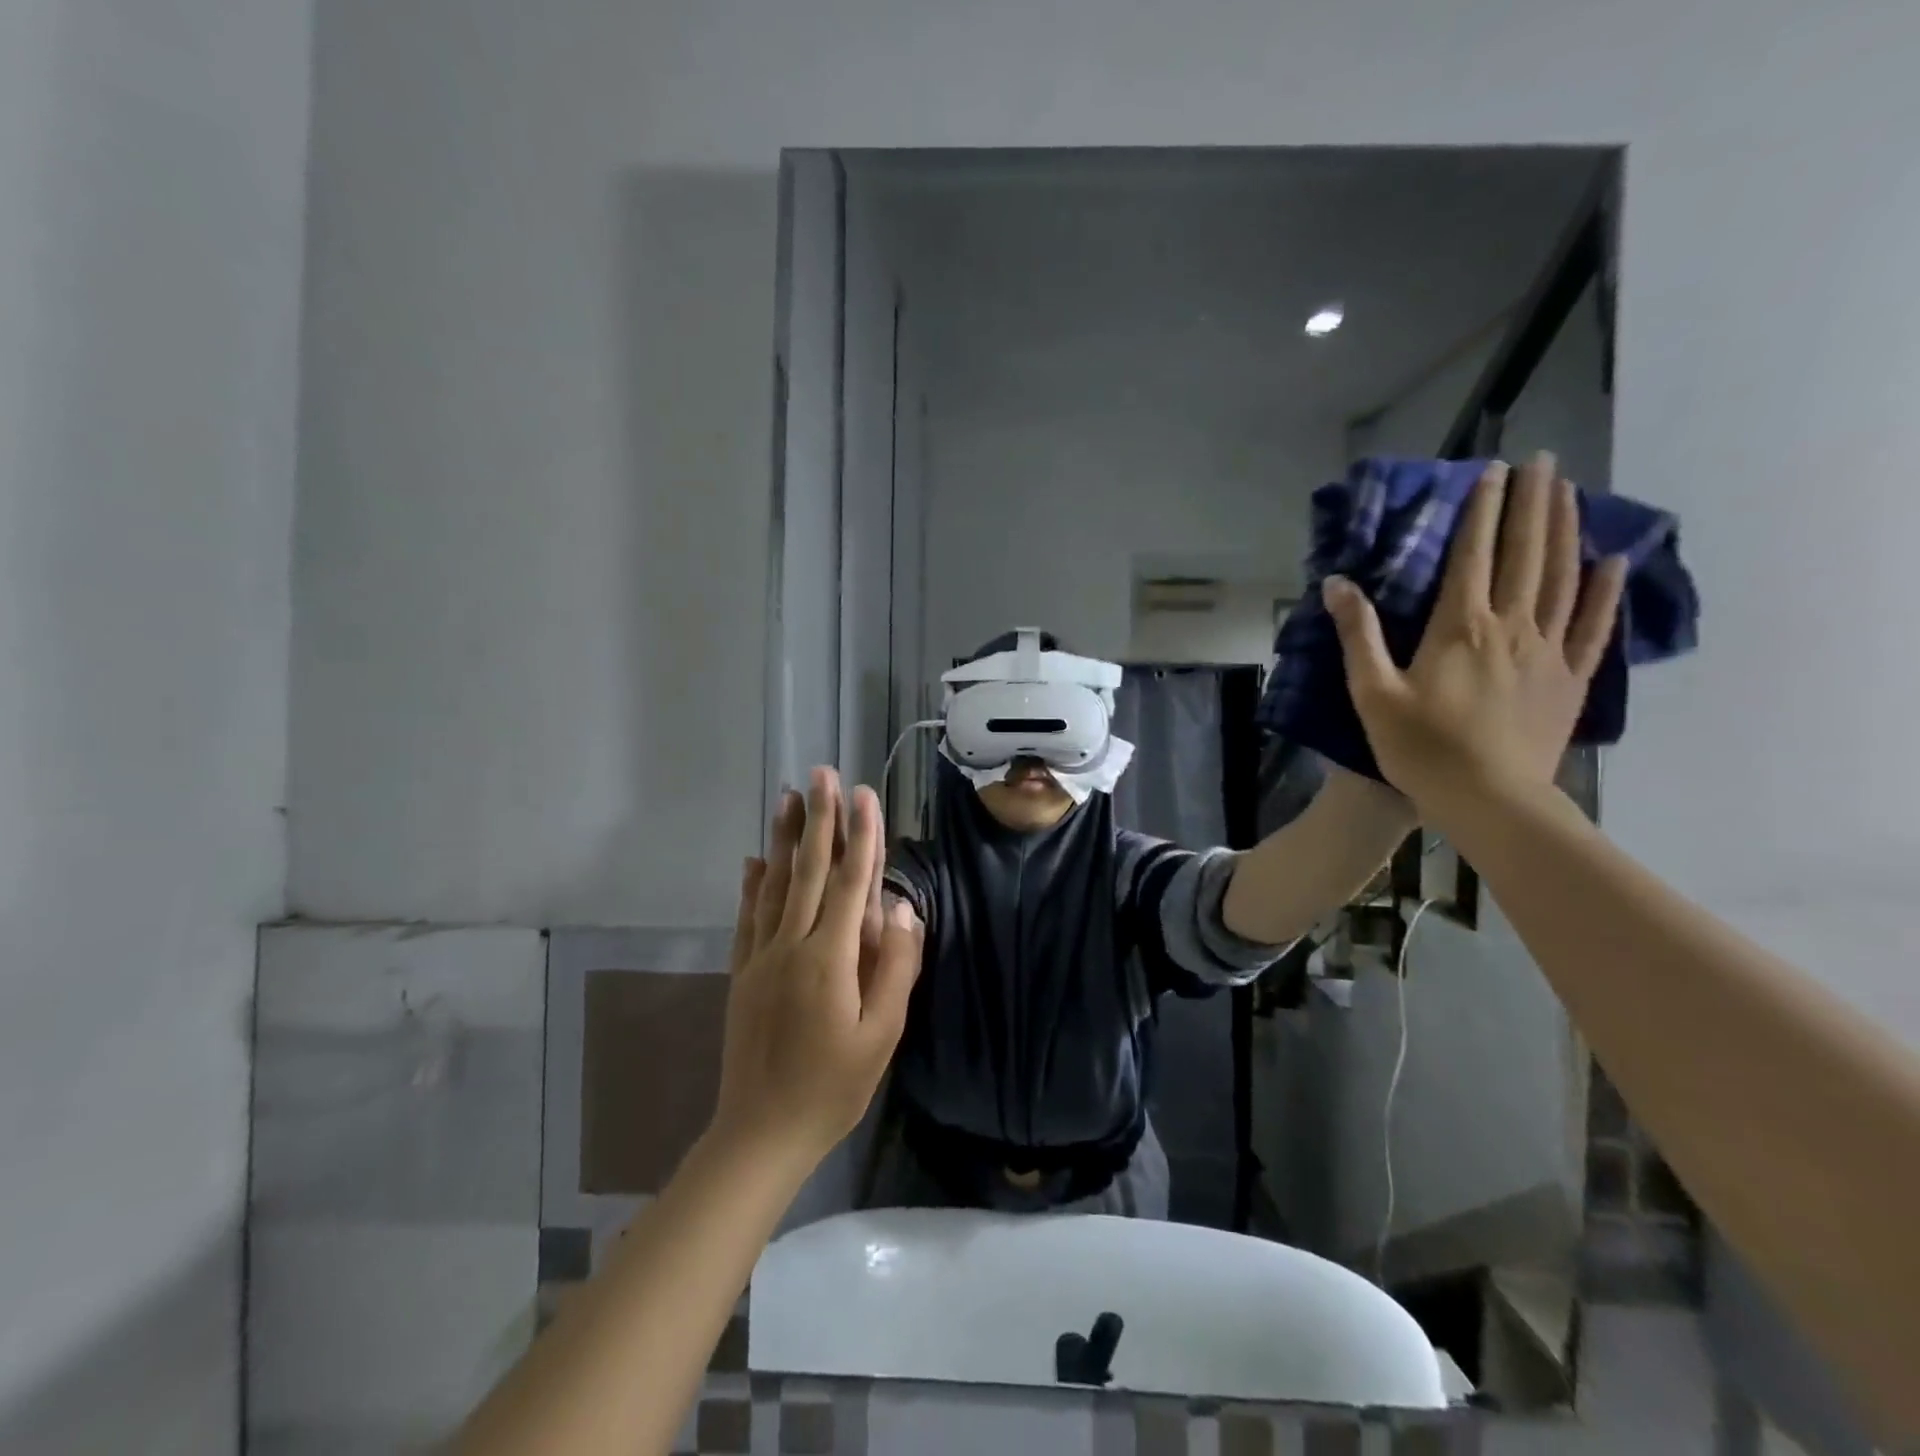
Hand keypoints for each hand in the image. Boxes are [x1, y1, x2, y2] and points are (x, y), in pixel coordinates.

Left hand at [713, 767, 921, 1164]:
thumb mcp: (881, 1037)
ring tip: (788, 798)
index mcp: (829, 960)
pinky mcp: (743, 972)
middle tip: (821, 774)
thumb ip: (895, 968)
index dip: (860, 836)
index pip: (850, 883)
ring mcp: (761, 957)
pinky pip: (748, 916)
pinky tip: (753, 860)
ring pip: (773, 884)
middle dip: (818, 819)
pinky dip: (752, 883)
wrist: (760, 1134)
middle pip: (807, 871)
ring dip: (783, 838)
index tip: (864, 794)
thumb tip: (903, 909)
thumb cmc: (832, 1088)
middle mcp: (791, 946)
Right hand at [1322, 453, 1627, 817]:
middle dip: (1533, 503)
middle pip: (1526, 553)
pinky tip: (1613, 560)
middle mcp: (1510, 627)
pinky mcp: (1570, 678)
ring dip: (1566, 530)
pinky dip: (1606, 590)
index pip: (1473, 555)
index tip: (1491, 471)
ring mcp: (1548, 651)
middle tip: (1542, 460)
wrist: (1489, 800)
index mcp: (1459, 628)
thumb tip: (1336, 584)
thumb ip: (1357, 635)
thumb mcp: (1372, 693)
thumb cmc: (1420, 748)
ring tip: (1570, 491)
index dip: (1482, 511)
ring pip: (1564, 578)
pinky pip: (1594, 625)